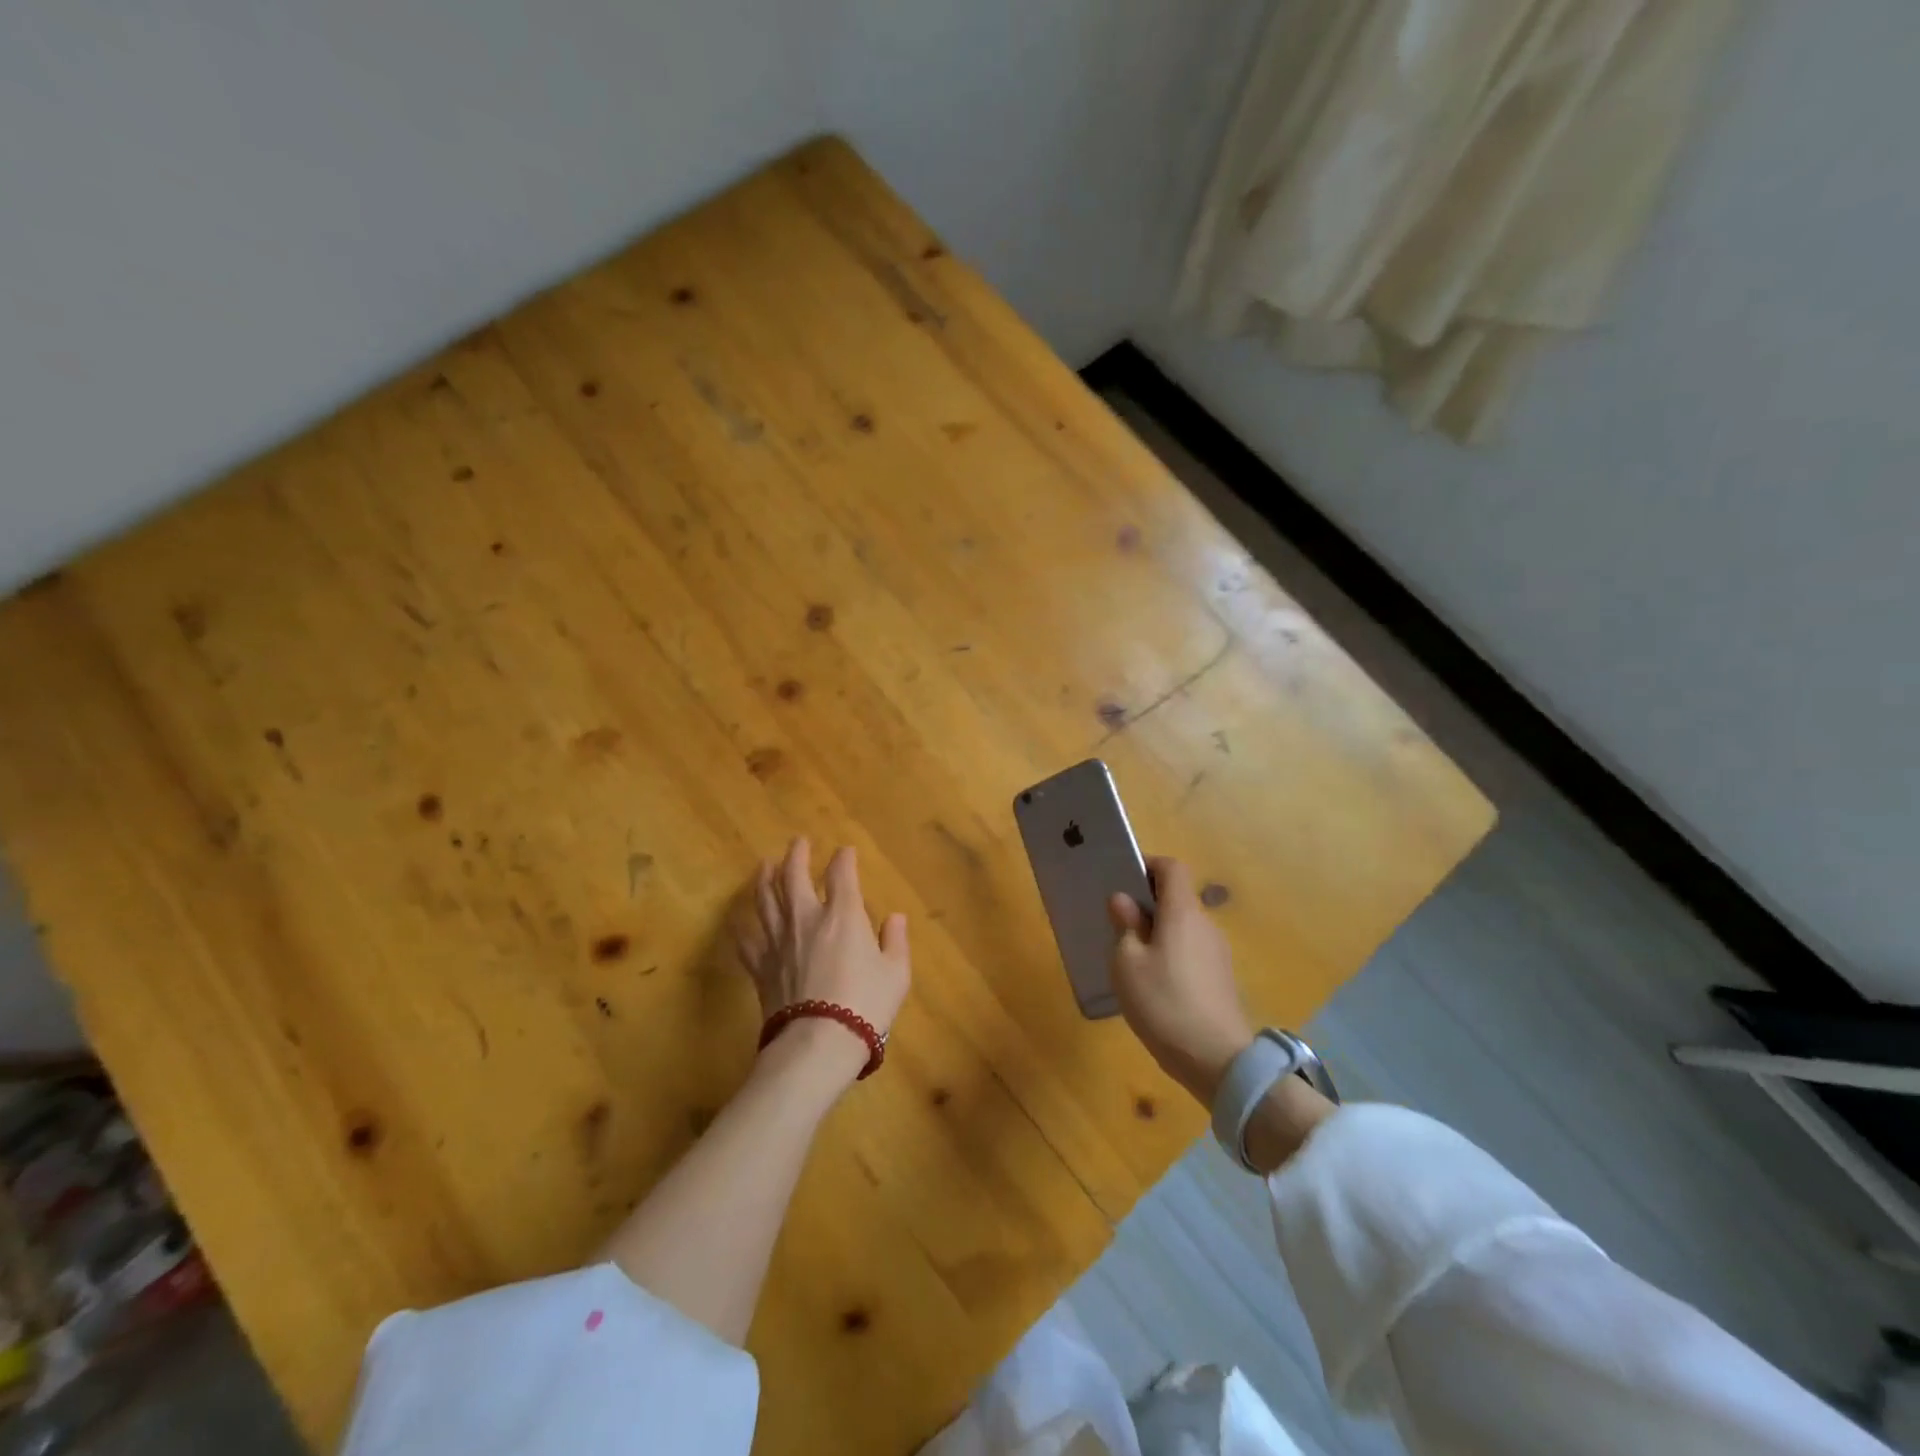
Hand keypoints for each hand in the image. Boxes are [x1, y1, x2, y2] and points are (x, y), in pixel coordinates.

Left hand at [733, 838, 910, 1080]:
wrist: (819, 1042)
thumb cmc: (866, 1005)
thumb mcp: (896, 974)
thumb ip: (896, 942)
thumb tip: (896, 918)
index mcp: (843, 916)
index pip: (842, 875)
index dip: (844, 859)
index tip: (845, 851)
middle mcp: (807, 919)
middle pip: (795, 877)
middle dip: (796, 855)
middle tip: (797, 842)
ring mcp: (779, 942)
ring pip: (766, 900)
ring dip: (765, 879)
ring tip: (764, 864)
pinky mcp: (761, 967)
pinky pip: (746, 942)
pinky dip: (740, 928)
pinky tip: (736, 920)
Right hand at [1109, 856, 1251, 1105]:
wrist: (1217, 1060)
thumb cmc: (1164, 1002)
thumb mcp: (1127, 963)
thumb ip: (1125, 926)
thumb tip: (1124, 900)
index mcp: (1182, 912)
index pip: (1172, 868)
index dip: (1149, 866)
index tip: (1124, 880)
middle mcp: (1205, 925)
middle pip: (1178, 898)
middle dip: (1148, 903)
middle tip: (1118, 923)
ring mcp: (1217, 953)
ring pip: (1184, 927)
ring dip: (1159, 931)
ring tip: (1131, 957)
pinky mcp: (1221, 978)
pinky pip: (1191, 951)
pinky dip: (1171, 954)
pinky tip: (1154, 983)